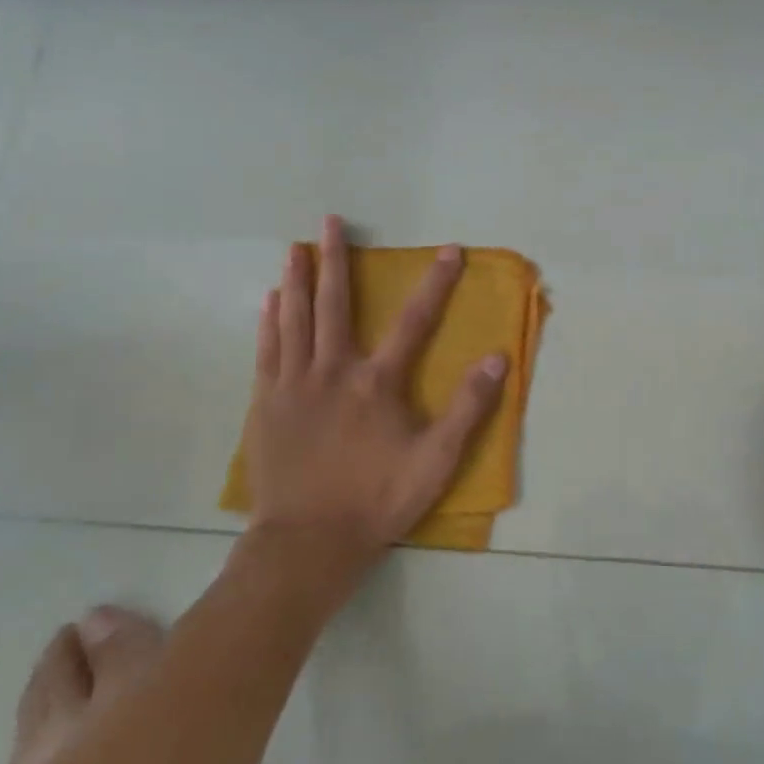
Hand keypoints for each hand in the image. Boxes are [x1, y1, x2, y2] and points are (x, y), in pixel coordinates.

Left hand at [238, 216, 509, 607]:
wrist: (308, 542)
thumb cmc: (377, 500)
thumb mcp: (437, 460)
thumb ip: (468, 408)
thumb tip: (498, 358)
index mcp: (377, 382)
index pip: (414, 321)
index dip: (435, 283)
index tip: (449, 249)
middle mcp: (333, 371)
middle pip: (335, 304)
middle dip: (336, 259)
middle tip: (330, 221)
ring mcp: (293, 385)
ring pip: (295, 320)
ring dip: (298, 280)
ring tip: (296, 248)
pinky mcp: (266, 404)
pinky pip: (267, 351)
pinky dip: (270, 321)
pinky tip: (271, 300)